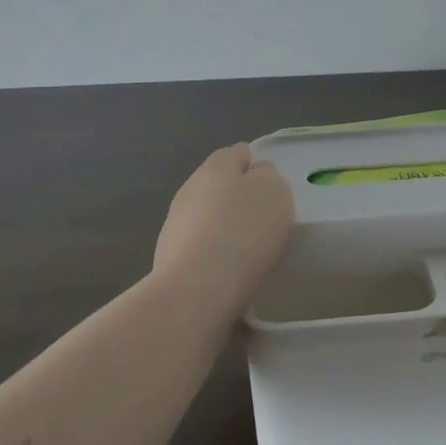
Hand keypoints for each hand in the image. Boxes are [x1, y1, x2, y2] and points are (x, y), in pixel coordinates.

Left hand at [154, 143, 294, 298]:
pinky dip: (216, 255)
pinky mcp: (170, 257)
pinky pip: (202, 247)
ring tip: (250, 252)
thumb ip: (269, 177)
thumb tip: (257, 176)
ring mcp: (176, 223)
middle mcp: (191, 187)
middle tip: (266, 222)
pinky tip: (231, 272)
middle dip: (241, 199)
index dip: (259, 168)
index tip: (275, 192)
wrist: (196, 291)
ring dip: (227, 228)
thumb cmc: (244, 232)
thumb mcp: (275, 192)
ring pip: (210, 217)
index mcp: (217, 165)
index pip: (240, 153)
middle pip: (222, 186)